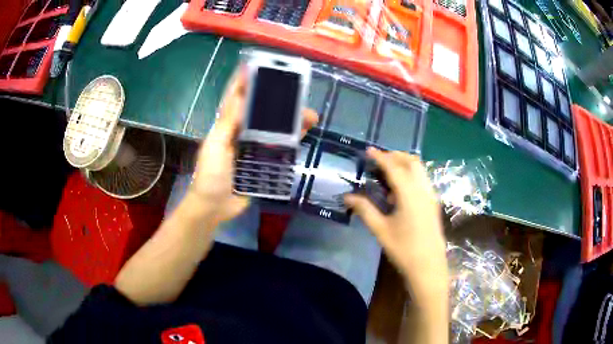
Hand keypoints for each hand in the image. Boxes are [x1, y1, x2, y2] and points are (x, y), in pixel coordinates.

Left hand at [189, 70, 317, 224]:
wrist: (215, 207)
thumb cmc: (210, 176)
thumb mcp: (216, 147)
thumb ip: (228, 122)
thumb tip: (240, 94)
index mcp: (227, 125)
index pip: (237, 97)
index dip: (246, 81)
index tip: (260, 66)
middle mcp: (241, 132)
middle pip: (261, 111)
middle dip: (278, 100)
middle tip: (297, 93)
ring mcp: (253, 147)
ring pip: (274, 128)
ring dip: (290, 121)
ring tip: (309, 116)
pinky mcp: (262, 162)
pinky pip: (279, 148)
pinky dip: (291, 140)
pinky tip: (303, 134)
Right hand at [345, 148, 447, 299]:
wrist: (428, 266)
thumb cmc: (403, 249)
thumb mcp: (380, 230)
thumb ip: (364, 210)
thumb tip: (347, 197)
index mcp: (409, 194)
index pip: (394, 167)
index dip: (380, 157)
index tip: (368, 150)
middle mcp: (423, 189)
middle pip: (412, 162)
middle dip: (395, 156)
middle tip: (378, 160)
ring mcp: (431, 196)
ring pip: (420, 169)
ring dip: (404, 164)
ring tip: (387, 173)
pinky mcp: (434, 203)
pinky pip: (423, 179)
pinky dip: (411, 175)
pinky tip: (399, 191)